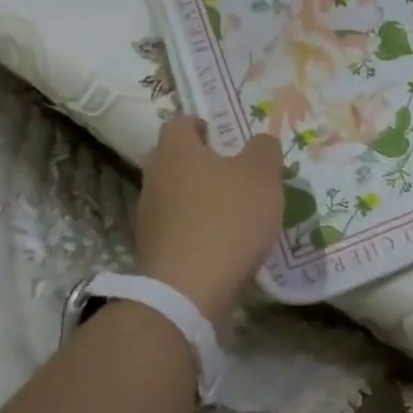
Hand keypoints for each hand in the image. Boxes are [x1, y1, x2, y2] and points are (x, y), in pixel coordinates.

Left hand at [137, 118, 285, 321]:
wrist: (188, 290)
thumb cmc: (227, 218)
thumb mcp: (262, 175)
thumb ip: (264, 149)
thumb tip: (260, 142)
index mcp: (176, 150)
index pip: (180, 123)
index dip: (203, 126)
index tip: (225, 137)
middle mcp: (155, 175)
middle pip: (173, 158)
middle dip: (199, 161)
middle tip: (231, 170)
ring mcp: (148, 214)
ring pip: (173, 192)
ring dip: (197, 196)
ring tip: (231, 209)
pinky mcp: (151, 248)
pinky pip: (175, 225)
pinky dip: (193, 226)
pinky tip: (219, 240)